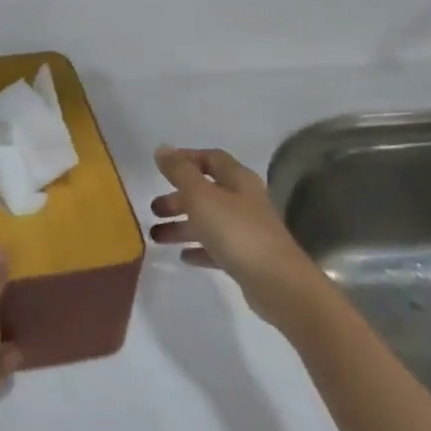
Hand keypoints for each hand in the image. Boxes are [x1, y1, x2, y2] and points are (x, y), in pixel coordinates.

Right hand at [150, 146, 311, 308]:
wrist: (276, 282)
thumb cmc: (235, 231)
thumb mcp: (201, 196)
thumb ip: (180, 172)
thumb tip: (162, 148)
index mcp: (238, 180)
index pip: (212, 159)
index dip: (186, 159)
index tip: (161, 167)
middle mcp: (245, 201)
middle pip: (207, 192)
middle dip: (178, 198)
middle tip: (154, 209)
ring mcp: (247, 231)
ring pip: (209, 221)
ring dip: (182, 226)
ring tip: (156, 237)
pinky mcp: (246, 258)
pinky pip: (217, 248)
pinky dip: (198, 249)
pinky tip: (183, 257)